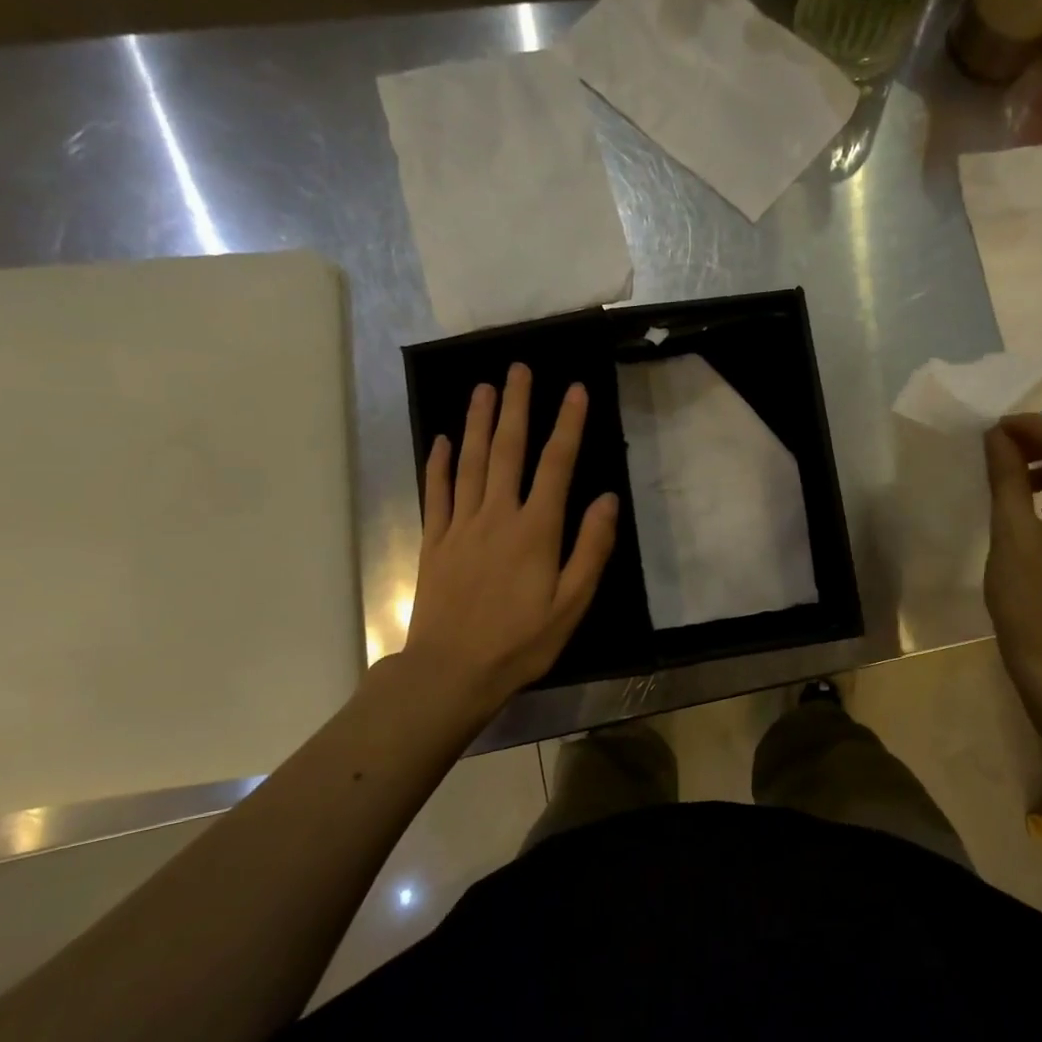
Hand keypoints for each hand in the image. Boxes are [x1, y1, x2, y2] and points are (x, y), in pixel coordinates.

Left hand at [396, 364, 618, 727]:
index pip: (556, 465)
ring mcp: (460, 526)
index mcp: (536, 530)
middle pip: (507, 451)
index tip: (575, 390)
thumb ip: (591, 548)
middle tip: (519, 369)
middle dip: (516, 407)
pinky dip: (439, 463)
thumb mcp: (572, 603)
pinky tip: (443, 439)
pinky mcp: (434, 541)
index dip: (568, 425)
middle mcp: (497, 516)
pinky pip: (436, 493)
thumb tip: (606, 499)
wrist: (451, 672)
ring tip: (484, 388)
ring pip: (470, 462)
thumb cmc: (521, 641)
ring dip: (478, 422)